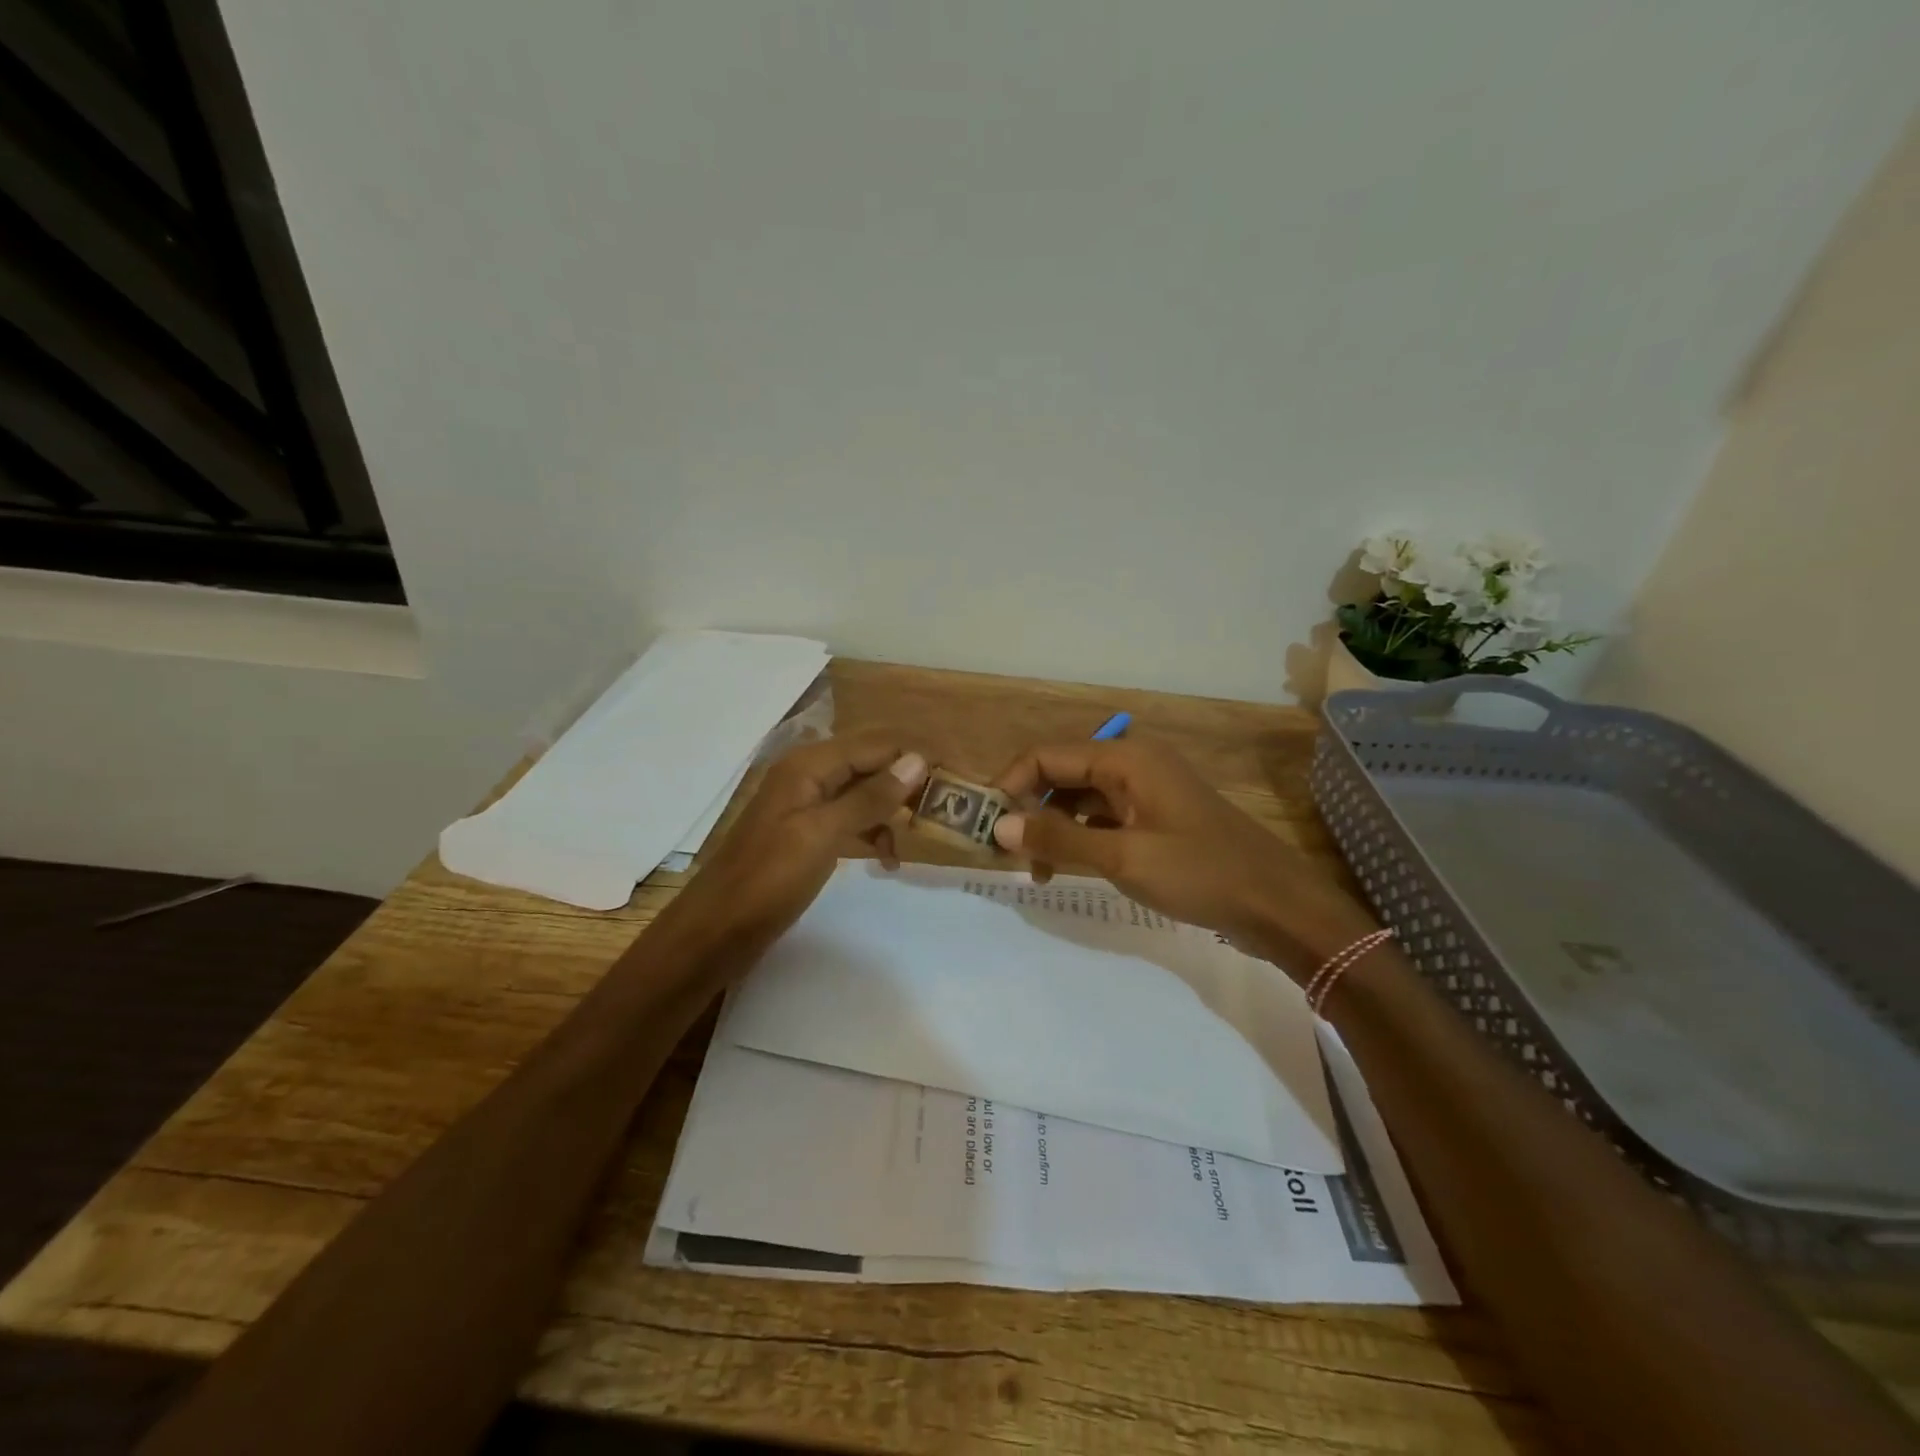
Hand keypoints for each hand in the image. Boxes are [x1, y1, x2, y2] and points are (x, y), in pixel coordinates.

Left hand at [660, 733, 927, 968]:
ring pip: (864, 791)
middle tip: (948, 809)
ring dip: (894, 808)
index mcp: (809, 764)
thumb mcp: (822, 836)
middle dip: (910, 780)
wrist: (717, 930)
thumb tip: (917, 761)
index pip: (878, 744)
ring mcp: (807, 803)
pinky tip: (887, 858)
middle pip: (872, 762)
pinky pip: (850, 818)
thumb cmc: (768, 880)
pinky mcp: (807, 832)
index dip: (919, 757)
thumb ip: (870, 798)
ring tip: (922, 836)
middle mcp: (809, 774)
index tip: (960, 779)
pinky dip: (873, 831)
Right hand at [989, 738, 1375, 982]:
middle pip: (1060, 774)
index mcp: (1125, 758)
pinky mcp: (1153, 819)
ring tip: (1034, 870)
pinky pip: (1101, 818)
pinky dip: (1078, 838)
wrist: (1277, 905)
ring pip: (1079, 798)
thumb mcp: (1123, 858)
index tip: (986, 827)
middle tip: (1005, 853)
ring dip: (1051, 827)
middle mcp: (1131, 764)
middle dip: (1028, 808)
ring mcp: (1144, 792)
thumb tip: (999, 826)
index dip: (1010, 786)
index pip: (1046, 756)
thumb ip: (1058, 839)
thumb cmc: (1201, 873)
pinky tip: (1066, 868)